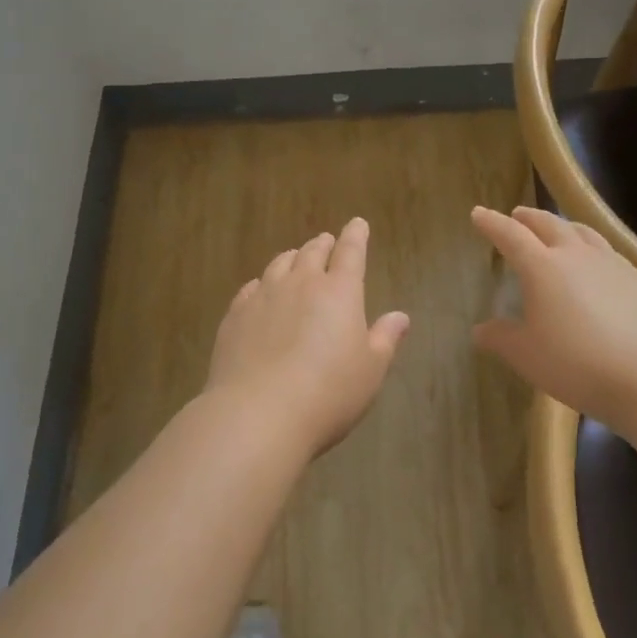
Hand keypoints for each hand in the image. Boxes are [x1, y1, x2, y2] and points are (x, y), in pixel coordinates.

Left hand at [204, 218, 410, 458]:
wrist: (258, 413)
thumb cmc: (328, 393)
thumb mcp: (370, 371)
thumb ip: (385, 339)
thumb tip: (400, 316)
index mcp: (340, 292)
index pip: (351, 253)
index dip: (356, 236)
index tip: (358, 224)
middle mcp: (301, 284)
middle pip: (312, 253)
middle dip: (323, 244)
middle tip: (327, 242)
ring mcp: (263, 297)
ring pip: (279, 264)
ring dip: (292, 258)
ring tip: (296, 259)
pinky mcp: (236, 315)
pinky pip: (251, 288)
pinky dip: (262, 283)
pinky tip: (260, 290)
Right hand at [470, 205, 636, 429]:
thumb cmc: (576, 363)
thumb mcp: (526, 356)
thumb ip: (501, 338)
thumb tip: (480, 330)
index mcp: (541, 267)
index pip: (510, 235)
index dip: (492, 223)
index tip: (478, 214)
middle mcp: (575, 255)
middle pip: (548, 224)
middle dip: (528, 217)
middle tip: (516, 215)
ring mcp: (610, 264)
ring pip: (582, 231)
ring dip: (562, 225)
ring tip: (556, 230)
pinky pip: (606, 250)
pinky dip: (589, 246)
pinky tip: (594, 262)